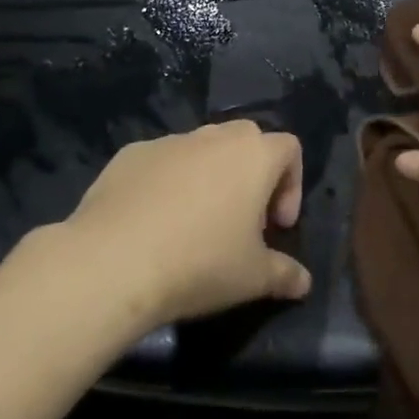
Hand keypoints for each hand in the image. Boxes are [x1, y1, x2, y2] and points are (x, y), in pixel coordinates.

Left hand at [62, 121, 312, 325]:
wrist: (114, 260)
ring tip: (194, 226)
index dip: (291, 185)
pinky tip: (152, 224)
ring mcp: (170, 141)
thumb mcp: (253, 278)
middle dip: (251, 175)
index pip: (289, 149)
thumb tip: (304, 282)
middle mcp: (215, 136)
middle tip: (241, 222)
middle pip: (246, 140)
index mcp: (253, 155)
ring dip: (208, 177)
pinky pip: (162, 162)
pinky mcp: (132, 154)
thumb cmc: (199, 263)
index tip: (277, 227)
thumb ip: (285, 274)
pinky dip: (167, 183)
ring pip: (202, 149)